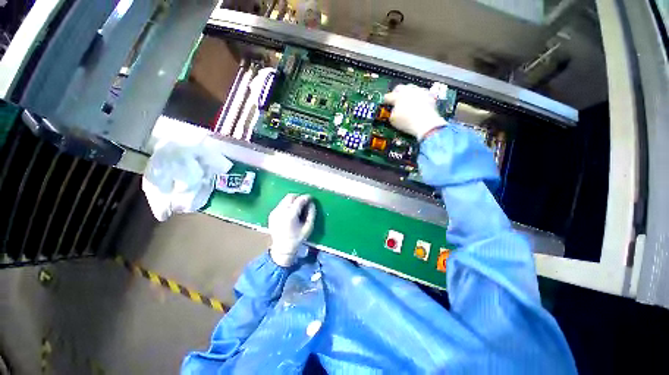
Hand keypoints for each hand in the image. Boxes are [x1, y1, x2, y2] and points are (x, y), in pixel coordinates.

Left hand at [268, 194, 315, 266]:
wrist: (282, 248)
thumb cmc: (297, 238)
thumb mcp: (308, 227)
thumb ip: (311, 213)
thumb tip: (312, 203)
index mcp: (290, 216)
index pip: (299, 200)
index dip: (306, 197)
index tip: (311, 198)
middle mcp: (281, 211)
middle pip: (291, 196)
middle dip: (299, 197)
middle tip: (305, 203)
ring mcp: (275, 212)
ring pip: (285, 199)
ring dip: (293, 201)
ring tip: (298, 208)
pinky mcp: (272, 214)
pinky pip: (281, 204)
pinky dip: (287, 205)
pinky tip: (290, 213)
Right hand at [383, 84, 446, 140]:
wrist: (425, 123)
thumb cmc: (408, 122)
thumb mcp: (393, 120)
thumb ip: (391, 112)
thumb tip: (393, 111)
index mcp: (398, 96)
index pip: (388, 96)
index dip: (386, 101)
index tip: (386, 103)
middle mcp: (409, 90)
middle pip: (400, 88)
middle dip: (397, 93)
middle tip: (396, 100)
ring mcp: (420, 91)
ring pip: (412, 88)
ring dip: (408, 94)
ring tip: (408, 101)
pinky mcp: (429, 95)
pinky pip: (422, 93)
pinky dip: (419, 97)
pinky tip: (419, 103)